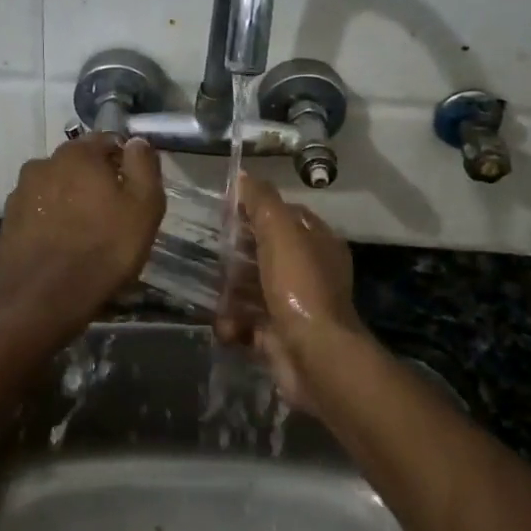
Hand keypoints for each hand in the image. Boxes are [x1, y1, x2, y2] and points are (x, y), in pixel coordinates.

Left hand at [0, 134, 164, 345]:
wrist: (41, 301)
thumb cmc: (103, 249)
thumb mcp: (143, 207)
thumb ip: (143, 165)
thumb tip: (136, 141)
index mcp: (78, 153)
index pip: (108, 140)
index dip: (125, 161)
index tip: (134, 189)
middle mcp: (44, 163)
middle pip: (79, 163)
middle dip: (95, 180)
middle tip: (113, 213)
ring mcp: (20, 192)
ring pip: (56, 186)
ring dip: (71, 199)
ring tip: (85, 232)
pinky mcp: (7, 221)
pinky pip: (38, 211)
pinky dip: (51, 220)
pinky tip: (62, 245)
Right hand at [220, 176, 360, 408]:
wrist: (315, 356)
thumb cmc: (299, 285)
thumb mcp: (280, 231)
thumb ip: (262, 201)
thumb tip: (244, 175)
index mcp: (318, 242)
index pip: (286, 216)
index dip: (257, 211)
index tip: (226, 212)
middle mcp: (310, 272)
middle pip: (266, 253)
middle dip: (237, 256)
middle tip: (213, 254)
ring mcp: (296, 306)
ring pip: (254, 289)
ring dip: (231, 293)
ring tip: (215, 294)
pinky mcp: (280, 336)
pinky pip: (249, 323)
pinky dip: (235, 325)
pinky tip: (227, 326)